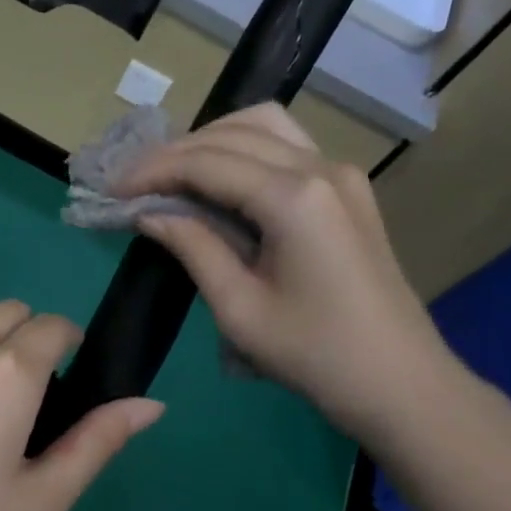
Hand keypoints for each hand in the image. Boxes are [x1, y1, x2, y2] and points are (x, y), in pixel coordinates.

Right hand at [116, 103, 466, 445]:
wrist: (399, 383)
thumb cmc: (313, 355)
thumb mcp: (239, 308)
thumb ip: (192, 247)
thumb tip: (149, 213)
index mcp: (293, 197)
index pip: (206, 162)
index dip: (152, 170)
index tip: (111, 189)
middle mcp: (320, 168)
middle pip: (233, 133)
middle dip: (175, 152)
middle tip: (132, 182)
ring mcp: (341, 174)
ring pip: (264, 127)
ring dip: (211, 142)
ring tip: (170, 175)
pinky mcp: (347, 190)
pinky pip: (286, 148)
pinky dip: (243, 153)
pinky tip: (217, 182)